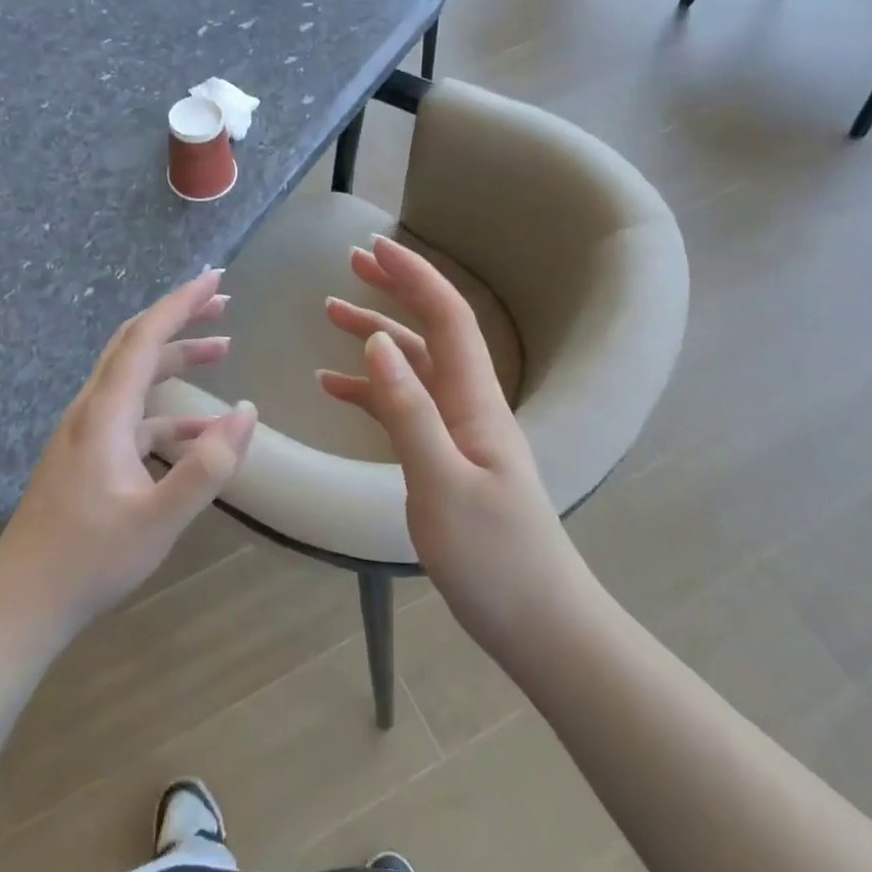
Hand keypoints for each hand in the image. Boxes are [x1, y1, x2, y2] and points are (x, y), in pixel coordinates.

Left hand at [0, 270, 256, 639]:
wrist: (21, 602)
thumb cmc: (88, 560)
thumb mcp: (158, 520)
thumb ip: (207, 467)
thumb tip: (246, 413)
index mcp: (104, 412)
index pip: (145, 337)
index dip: (181, 302)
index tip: (216, 278)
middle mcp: (91, 410)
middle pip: (137, 345)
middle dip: (180, 318)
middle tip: (223, 303)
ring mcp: (86, 433)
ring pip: (135, 378)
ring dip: (177, 359)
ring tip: (222, 349)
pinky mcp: (88, 456)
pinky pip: (134, 416)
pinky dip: (169, 411)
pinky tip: (201, 430)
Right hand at [317, 237, 582, 658]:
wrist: (540, 625)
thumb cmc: (495, 559)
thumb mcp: (441, 484)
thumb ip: (409, 411)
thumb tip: (379, 343)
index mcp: (476, 402)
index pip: (448, 318)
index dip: (414, 277)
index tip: (375, 246)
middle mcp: (470, 406)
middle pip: (431, 331)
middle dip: (395, 290)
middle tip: (352, 262)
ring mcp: (460, 433)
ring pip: (414, 368)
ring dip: (376, 337)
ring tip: (330, 314)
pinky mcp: (446, 460)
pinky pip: (405, 409)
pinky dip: (371, 391)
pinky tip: (335, 388)